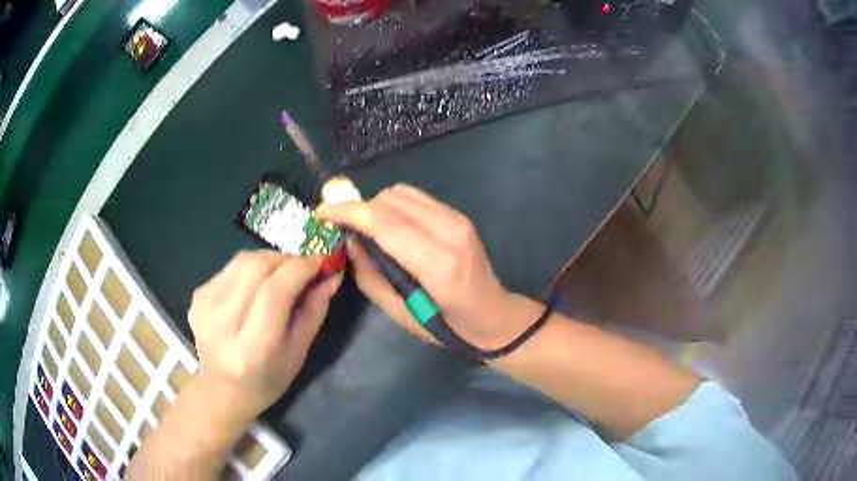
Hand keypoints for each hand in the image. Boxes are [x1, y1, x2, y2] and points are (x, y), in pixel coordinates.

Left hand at [188, 251, 340, 420]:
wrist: (221, 390)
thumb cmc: (266, 381)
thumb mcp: (298, 354)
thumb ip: (314, 312)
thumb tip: (332, 274)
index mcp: (250, 350)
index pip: (274, 293)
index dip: (300, 269)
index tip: (322, 260)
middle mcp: (221, 323)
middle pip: (255, 267)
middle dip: (286, 259)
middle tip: (304, 267)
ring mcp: (204, 306)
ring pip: (243, 260)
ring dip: (270, 260)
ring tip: (283, 275)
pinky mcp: (197, 295)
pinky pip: (231, 267)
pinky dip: (252, 268)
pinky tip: (257, 286)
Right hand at [318, 184, 535, 349]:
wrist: (493, 315)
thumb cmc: (446, 326)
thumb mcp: (400, 313)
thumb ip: (370, 275)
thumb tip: (349, 241)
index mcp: (437, 263)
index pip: (384, 222)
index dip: (348, 212)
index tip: (322, 213)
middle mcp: (449, 231)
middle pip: (390, 200)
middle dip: (360, 210)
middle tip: (345, 230)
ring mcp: (457, 219)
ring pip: (401, 192)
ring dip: (376, 206)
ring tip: (368, 230)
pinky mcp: (459, 215)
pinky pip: (415, 198)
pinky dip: (394, 206)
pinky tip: (391, 227)